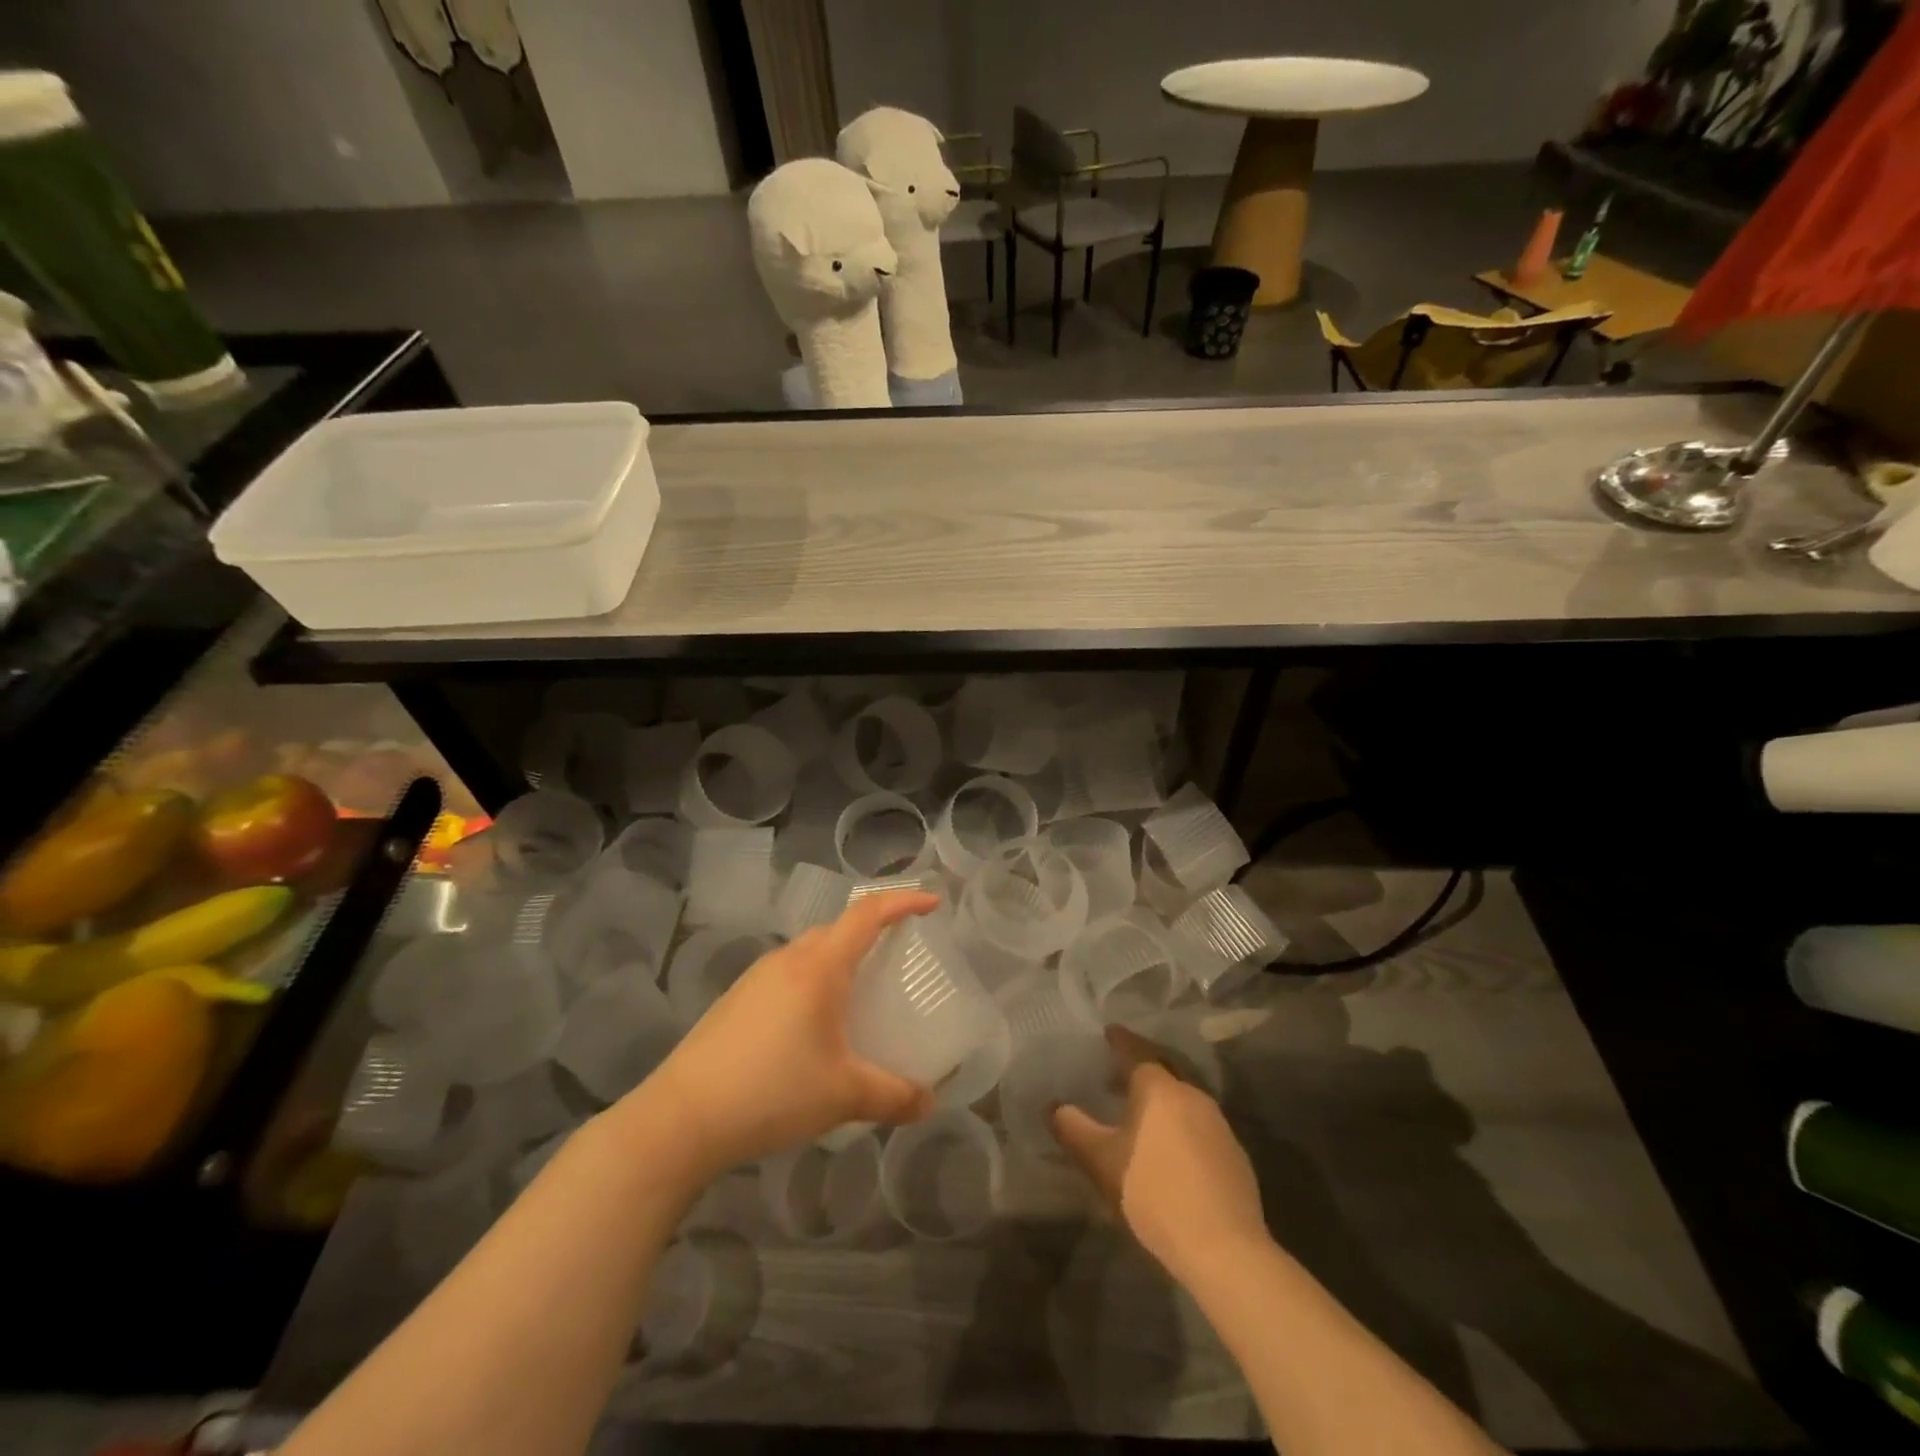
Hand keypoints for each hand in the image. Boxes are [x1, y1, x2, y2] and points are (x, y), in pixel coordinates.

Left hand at [637, 891, 939, 1174]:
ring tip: (856, 996)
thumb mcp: (843, 1095)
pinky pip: (786, 975)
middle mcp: (788, 960)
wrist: (682, 1118)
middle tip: (896, 958)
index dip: (903, 902)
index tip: (932, 904)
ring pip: (808, 952)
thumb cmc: (773, 1091)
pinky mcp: (735, 1000)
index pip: (867, 914)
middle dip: (870, 933)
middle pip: (837, 929)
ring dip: (837, 960)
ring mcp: (756, 978)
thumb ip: (892, 1095)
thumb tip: (929, 1104)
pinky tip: (810, 1028)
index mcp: (819, 967)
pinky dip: (811, 983)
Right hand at [1052, 1026, 1270, 1282]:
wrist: (1224, 1248)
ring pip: (1182, 1098)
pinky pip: (1199, 1124)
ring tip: (1139, 1113)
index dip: (1120, 1040)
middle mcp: (1192, 1095)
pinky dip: (1179, 1124)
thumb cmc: (1154, 1193)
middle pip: (1162, 1071)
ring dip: (1160, 1099)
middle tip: (1116, 1074)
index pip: (1136, 1051)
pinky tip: (1170, 1149)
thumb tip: (1054, 1106)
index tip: (1108, 1032)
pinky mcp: (1234, 1154)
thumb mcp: (1101, 1162)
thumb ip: (1074, 1129)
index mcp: (1159, 1088)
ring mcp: (1218, 1124)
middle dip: (1139, 1069)